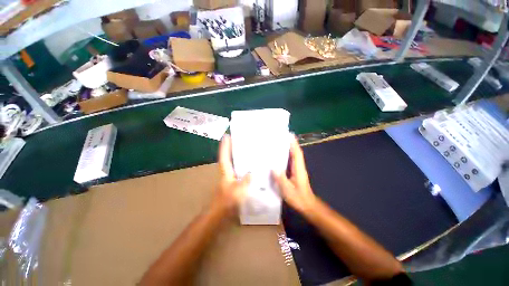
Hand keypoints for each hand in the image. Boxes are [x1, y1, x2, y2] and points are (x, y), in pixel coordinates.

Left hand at [212, 135, 250, 214]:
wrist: (220, 214)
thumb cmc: (227, 202)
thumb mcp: (237, 191)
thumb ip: (245, 181)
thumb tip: (251, 172)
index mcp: (226, 172)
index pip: (225, 156)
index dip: (225, 146)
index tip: (226, 136)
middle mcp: (227, 173)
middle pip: (228, 157)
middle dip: (230, 148)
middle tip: (238, 140)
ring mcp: (230, 178)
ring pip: (233, 164)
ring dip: (237, 156)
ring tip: (246, 149)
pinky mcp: (234, 183)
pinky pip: (239, 171)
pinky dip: (243, 166)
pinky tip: (251, 167)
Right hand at [273, 135, 316, 213]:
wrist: (307, 205)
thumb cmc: (298, 198)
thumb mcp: (287, 189)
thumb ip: (281, 178)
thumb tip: (273, 167)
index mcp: (298, 169)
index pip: (297, 153)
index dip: (294, 144)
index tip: (290, 135)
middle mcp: (299, 167)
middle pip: (296, 152)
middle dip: (291, 143)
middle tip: (283, 136)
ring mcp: (298, 170)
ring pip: (294, 156)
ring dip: (290, 148)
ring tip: (281, 142)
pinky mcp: (295, 173)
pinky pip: (291, 161)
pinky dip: (288, 156)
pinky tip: (280, 155)